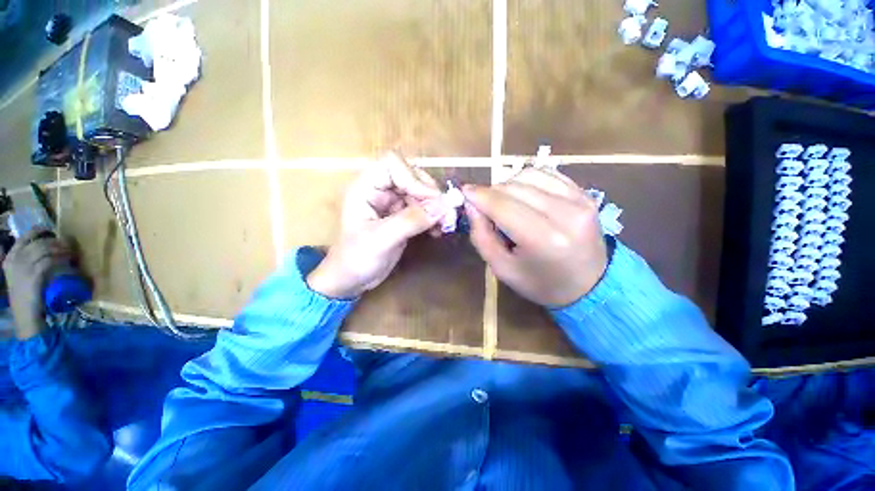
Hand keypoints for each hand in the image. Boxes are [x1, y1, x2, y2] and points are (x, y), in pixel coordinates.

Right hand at [3, 230, 69, 338]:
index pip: (25, 237)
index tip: (54, 232)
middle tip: (70, 245)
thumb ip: (29, 263)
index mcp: (10, 258)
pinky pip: (50, 262)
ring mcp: (22, 267)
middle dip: (57, 242)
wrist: (26, 318)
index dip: (41, 232)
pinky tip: (71, 263)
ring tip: (73, 253)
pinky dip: (62, 260)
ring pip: (46, 250)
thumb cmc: (27, 298)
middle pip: (39, 242)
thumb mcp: (23, 276)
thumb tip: (48, 250)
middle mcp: (14, 259)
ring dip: (62, 250)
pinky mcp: (33, 275)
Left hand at [307, 153, 444, 298]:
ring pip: (421, 192)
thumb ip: (410, 221)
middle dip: (431, 193)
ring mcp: (392, 203)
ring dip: (436, 206)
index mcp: (365, 187)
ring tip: (445, 224)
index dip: (414, 178)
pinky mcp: (402, 216)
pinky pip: (424, 208)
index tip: (431, 201)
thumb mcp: (381, 240)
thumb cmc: (356, 259)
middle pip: (412, 175)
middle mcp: (380, 190)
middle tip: (446, 213)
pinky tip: (438, 230)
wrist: (352, 279)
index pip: (393, 164)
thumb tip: (443, 206)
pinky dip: (434, 217)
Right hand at [463, 168, 608, 306]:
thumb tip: (471, 203)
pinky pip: (546, 173)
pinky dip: (527, 180)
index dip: (479, 196)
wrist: (589, 284)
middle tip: (484, 207)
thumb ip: (481, 236)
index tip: (464, 191)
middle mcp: (565, 214)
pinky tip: (523, 195)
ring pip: (528, 175)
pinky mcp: (584, 193)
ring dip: (508, 185)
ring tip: (505, 203)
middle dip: (491, 193)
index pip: (503, 206)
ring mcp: (579, 200)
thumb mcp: (502, 268)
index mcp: (544, 240)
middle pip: (514, 187)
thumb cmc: (540, 282)